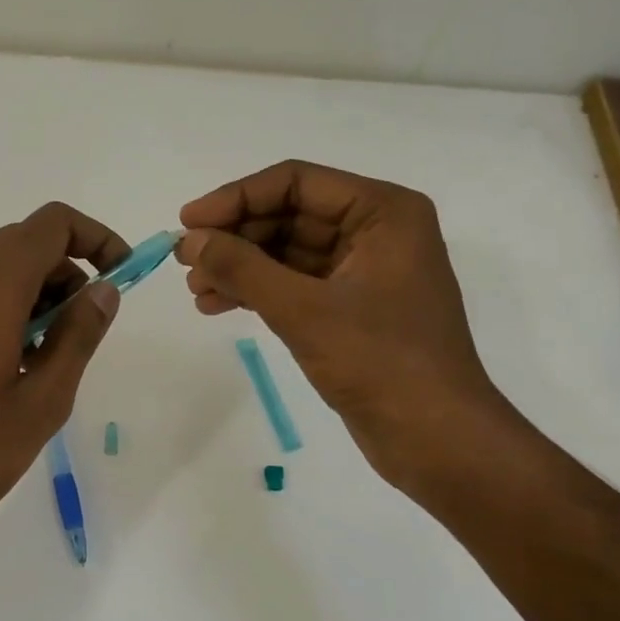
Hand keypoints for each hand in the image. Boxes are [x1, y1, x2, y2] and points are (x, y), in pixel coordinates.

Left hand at [0, 202, 126, 535]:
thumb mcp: (42, 401)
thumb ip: (78, 336)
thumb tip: (104, 290)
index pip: (52, 225)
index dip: (96, 239)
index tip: (120, 278)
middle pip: (23, 241)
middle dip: (66, 272)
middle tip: (81, 333)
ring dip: (34, 291)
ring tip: (44, 357)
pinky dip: (0, 303)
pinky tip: (7, 361)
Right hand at [176, 160, 516, 492]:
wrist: (434, 437)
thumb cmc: (380, 362)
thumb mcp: (304, 310)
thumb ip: (243, 269)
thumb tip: (190, 241)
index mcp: (382, 212)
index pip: (296, 183)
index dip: (236, 198)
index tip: (188, 223)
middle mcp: (376, 232)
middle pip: (289, 216)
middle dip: (235, 238)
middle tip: (185, 261)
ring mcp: (364, 272)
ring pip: (287, 252)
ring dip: (240, 267)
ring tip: (195, 290)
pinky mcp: (352, 309)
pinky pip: (295, 285)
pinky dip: (257, 293)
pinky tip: (218, 306)